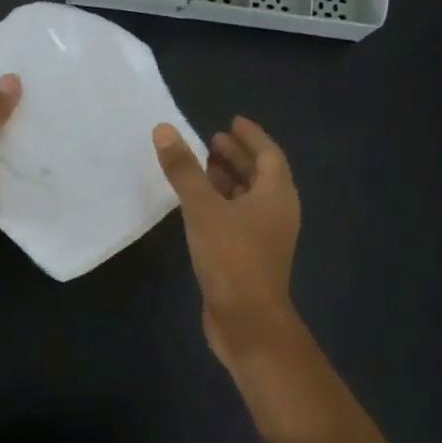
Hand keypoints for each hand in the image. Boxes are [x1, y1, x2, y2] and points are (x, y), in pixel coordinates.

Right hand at [154, 116, 301, 370]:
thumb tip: (164, 129)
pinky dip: (221, 204)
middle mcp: (277, 212)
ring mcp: (265, 237)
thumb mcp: (203, 208)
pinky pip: (238, 219)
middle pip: (260, 175)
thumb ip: (184, 169)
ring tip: (202, 167)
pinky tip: (198, 206)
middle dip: (237, 156)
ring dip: (228, 180)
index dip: (250, 136)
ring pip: (248, 199)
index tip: (230, 121)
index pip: (268, 154)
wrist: (247, 320)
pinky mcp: (250, 257)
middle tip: (210, 141)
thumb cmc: (231, 257)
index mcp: (276, 194)